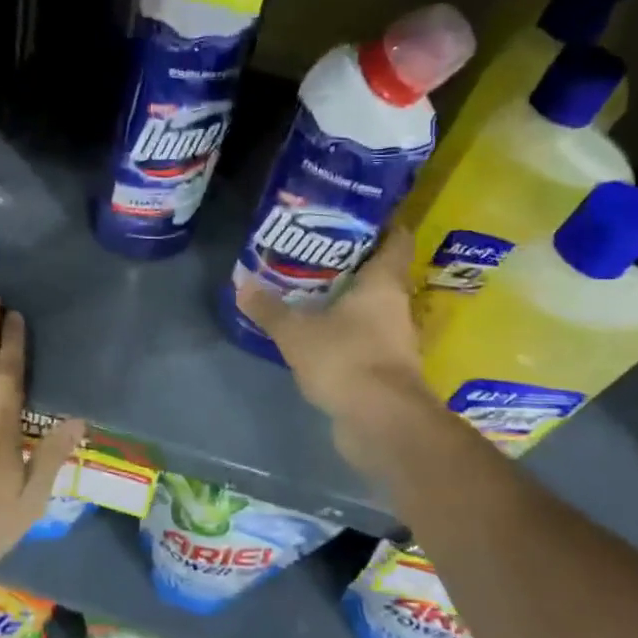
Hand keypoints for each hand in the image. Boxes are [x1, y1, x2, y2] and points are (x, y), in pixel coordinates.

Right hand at [236, 229, 434, 476]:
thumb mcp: (296, 332)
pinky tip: (316, 331)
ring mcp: (393, 340)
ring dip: (347, 299)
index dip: (383, 224)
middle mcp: (396, 307)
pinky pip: (364, 338)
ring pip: (372, 308)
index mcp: (383, 284)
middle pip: (380, 274)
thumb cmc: (346, 360)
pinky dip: (345, 331)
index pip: (397, 240)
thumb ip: (269, 308)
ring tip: (309, 288)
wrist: (381, 423)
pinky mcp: (384, 369)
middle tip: (315, 250)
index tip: (356, 214)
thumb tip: (240, 281)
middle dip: (352, 262)